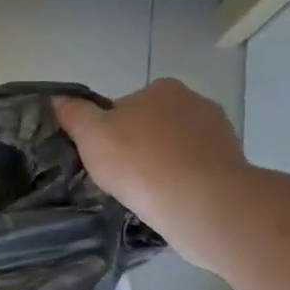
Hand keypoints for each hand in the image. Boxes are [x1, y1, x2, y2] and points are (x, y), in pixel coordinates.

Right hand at [55, 81, 251, 269]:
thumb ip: (74, 115)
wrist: (200, 201)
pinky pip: (195, 169)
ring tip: (145, 194)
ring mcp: (217, 132)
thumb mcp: (91, 135)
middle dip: (137, 146)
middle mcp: (194, 101)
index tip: (102, 158)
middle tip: (121, 178)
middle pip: (151, 125)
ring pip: (175, 148)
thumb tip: (58, 99)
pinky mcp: (230, 162)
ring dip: (161, 164)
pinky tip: (169, 199)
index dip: (108, 132)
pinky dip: (181, 180)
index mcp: (161, 89)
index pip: (123, 107)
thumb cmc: (139, 162)